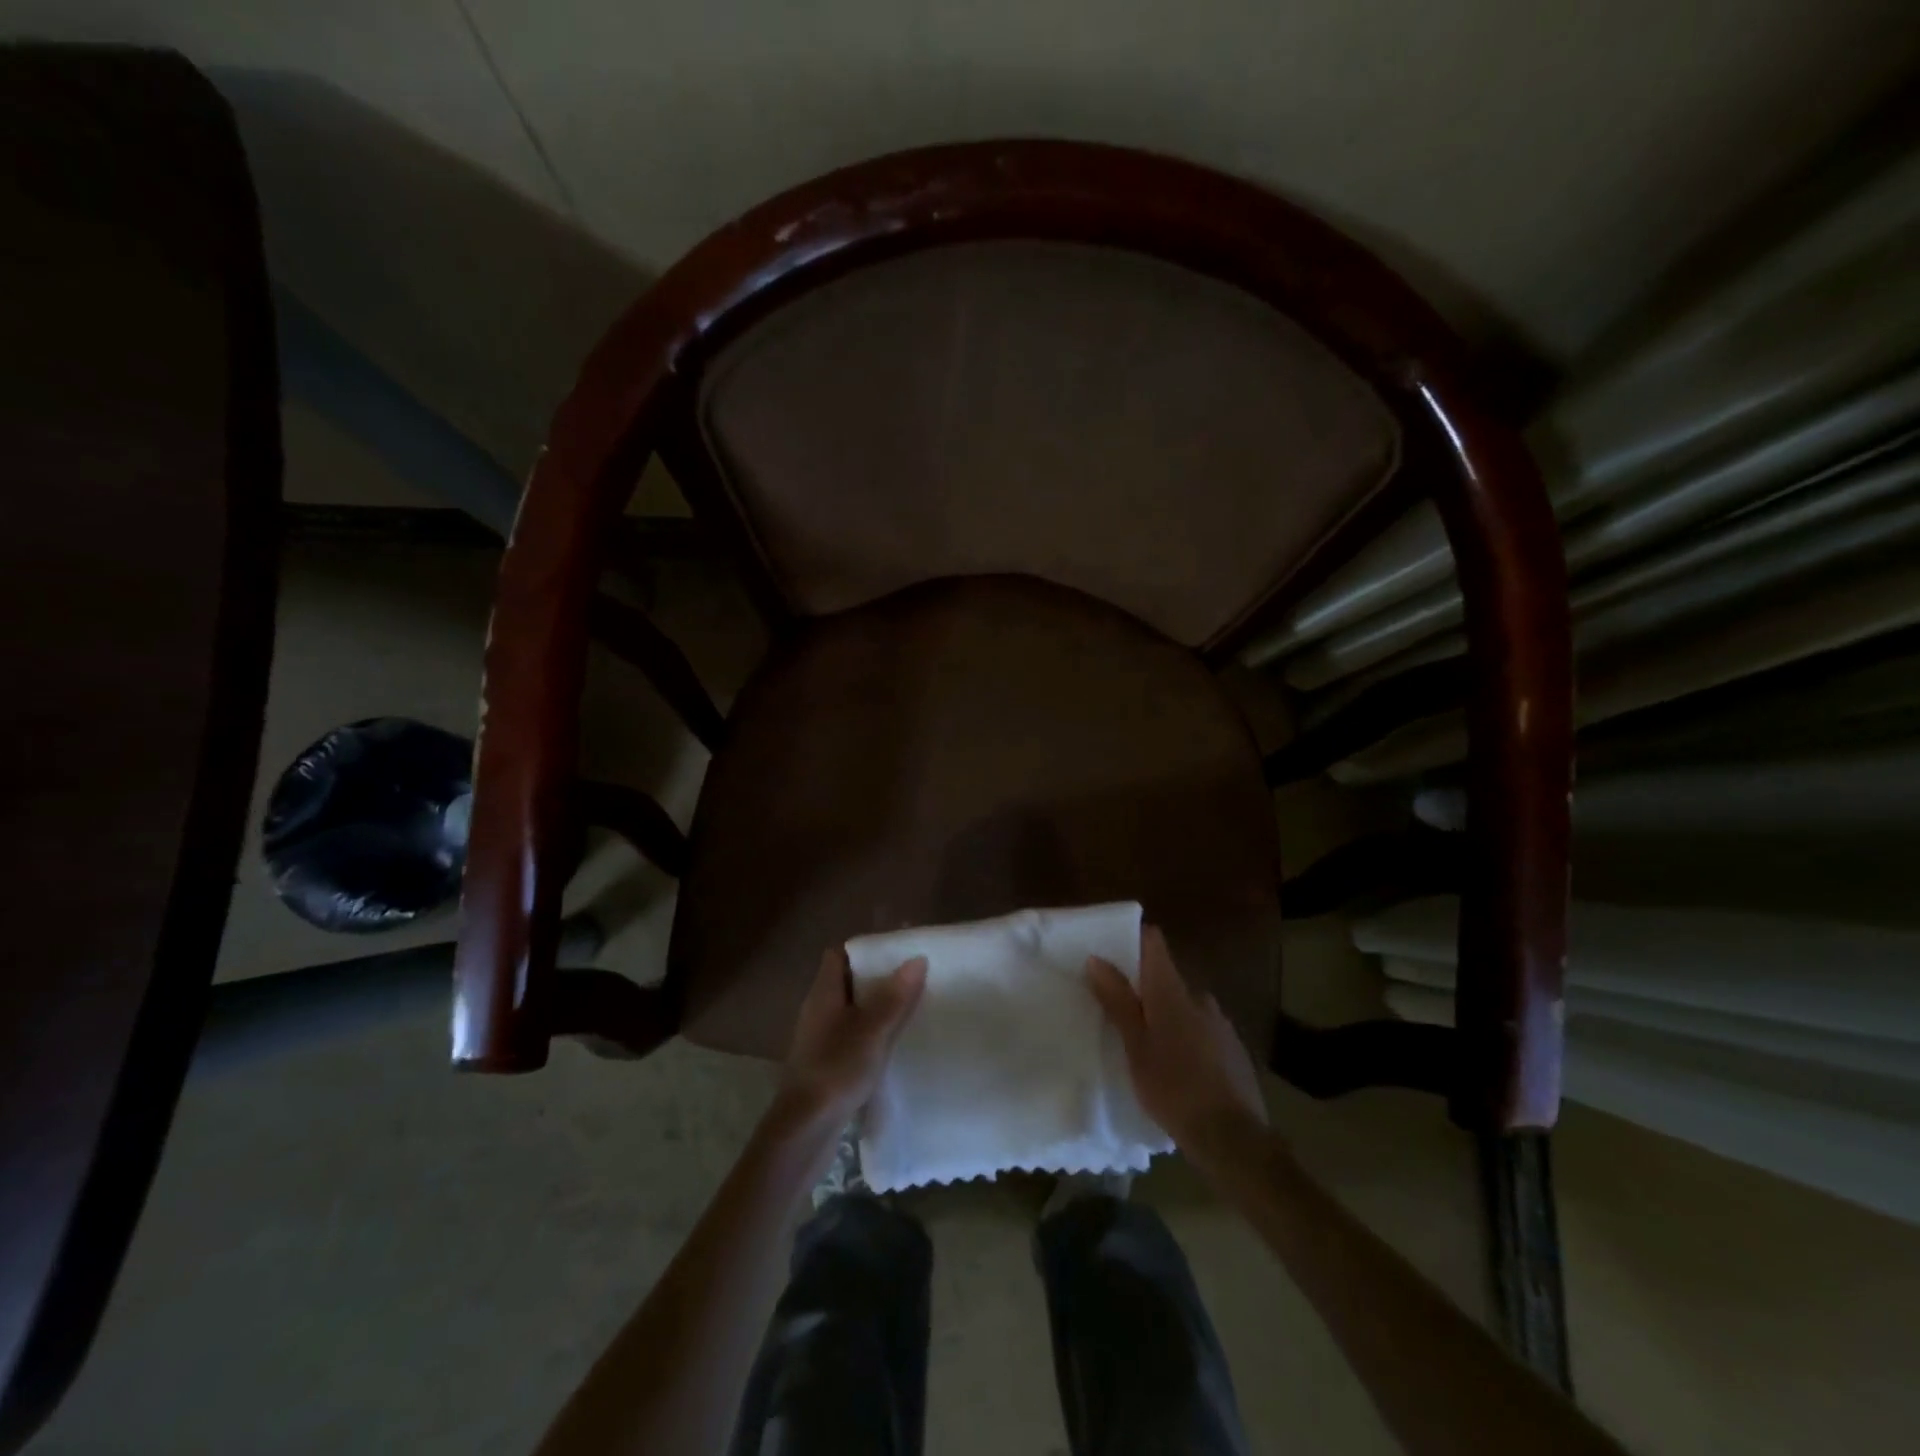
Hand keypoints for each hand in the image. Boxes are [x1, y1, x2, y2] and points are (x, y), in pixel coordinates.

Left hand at [778, 946, 927, 1126]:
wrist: (804, 1131)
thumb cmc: (836, 1070)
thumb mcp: (873, 1030)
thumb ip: (895, 996)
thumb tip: (917, 959)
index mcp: (824, 993)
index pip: (839, 955)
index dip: (865, 949)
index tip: (896, 952)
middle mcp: (818, 1010)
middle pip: (847, 982)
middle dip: (877, 979)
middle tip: (912, 979)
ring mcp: (819, 1039)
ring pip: (851, 1012)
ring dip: (876, 1009)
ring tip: (910, 1009)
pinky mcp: (825, 1065)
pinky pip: (851, 1037)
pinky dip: (871, 1035)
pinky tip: (893, 1046)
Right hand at [1087, 925, 1267, 1153]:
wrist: (1232, 1138)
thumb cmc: (1173, 1087)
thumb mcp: (1135, 1046)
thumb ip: (1118, 1000)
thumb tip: (1097, 958)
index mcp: (1172, 991)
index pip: (1154, 943)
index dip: (1133, 940)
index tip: (1111, 952)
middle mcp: (1200, 997)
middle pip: (1167, 978)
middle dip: (1145, 989)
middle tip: (1120, 1012)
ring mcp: (1221, 1024)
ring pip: (1185, 1007)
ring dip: (1166, 1017)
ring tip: (1146, 1046)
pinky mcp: (1234, 1050)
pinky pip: (1202, 1031)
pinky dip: (1186, 1039)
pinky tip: (1176, 1068)